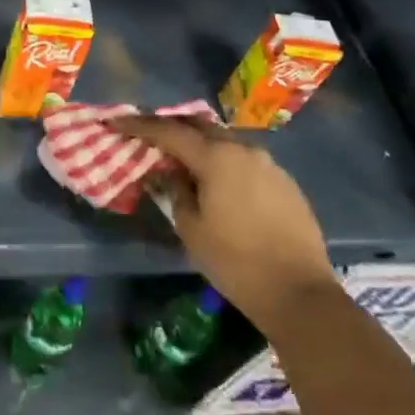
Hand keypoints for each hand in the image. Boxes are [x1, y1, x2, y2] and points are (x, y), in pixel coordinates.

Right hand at [114, 117, 337, 338]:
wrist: (298, 292)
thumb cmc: (235, 261)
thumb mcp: (191, 229)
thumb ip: (175, 192)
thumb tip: (169, 173)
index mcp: (216, 157)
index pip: (169, 131)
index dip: (139, 125)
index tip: (116, 122)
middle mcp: (243, 149)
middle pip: (200, 126)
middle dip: (172, 127)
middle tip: (148, 136)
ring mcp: (269, 163)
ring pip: (225, 142)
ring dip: (201, 145)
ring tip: (182, 160)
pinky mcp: (285, 181)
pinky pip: (245, 160)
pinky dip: (224, 162)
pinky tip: (217, 183)